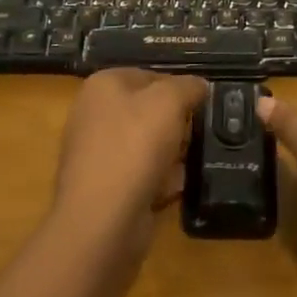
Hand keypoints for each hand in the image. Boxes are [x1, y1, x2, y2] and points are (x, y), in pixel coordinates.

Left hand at [52, 68, 204, 261]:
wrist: (102, 221)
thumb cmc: (134, 146)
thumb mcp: (169, 101)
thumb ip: (188, 86)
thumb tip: (199, 86)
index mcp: (103, 86)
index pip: (150, 75)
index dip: (179, 88)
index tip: (201, 105)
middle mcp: (94, 115)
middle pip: (149, 111)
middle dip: (176, 124)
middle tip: (198, 134)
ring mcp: (98, 154)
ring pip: (149, 145)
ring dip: (173, 154)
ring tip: (191, 163)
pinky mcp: (106, 188)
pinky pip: (143, 175)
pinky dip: (161, 181)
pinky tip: (175, 188)